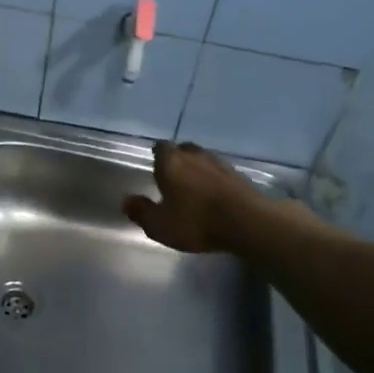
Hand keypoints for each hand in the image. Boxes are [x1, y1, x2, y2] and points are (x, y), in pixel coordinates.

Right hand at [123, 141, 257, 254]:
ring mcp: (219, 162)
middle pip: (182, 150)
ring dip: (198, 169)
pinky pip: (220, 172)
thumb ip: (141, 211)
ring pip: (203, 159)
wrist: (247, 221)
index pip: (159, 147)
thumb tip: (125, 200)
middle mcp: (194, 155)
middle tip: (173, 178)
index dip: (156, 156)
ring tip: (194, 187)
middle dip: (177, 160)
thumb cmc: (196, 221)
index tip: (154, 167)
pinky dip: (215, 180)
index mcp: (170, 161)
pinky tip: (215, 195)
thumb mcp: (160, 225)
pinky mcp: (239, 175)